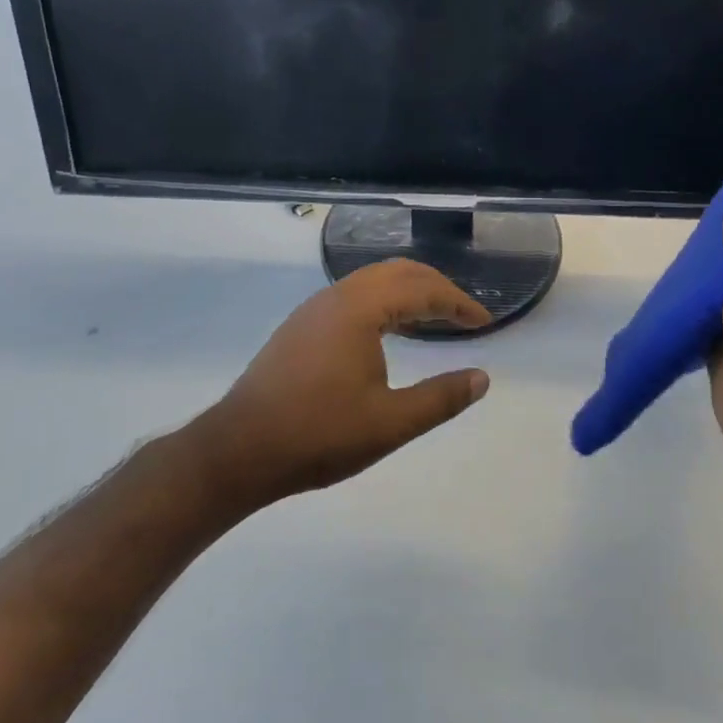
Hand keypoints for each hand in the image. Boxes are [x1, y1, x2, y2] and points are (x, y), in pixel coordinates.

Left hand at [193, 260, 492, 507]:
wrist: (238, 450)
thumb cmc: (318, 435)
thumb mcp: (390, 423)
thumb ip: (441, 398)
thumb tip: (482, 378)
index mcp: (360, 308)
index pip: (422, 289)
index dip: (458, 303)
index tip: (484, 322)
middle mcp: (337, 296)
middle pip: (397, 272)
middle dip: (435, 287)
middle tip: (463, 314)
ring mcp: (314, 308)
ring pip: (372, 280)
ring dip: (407, 292)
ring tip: (433, 318)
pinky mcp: (300, 326)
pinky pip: (353, 295)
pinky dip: (383, 301)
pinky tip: (388, 331)